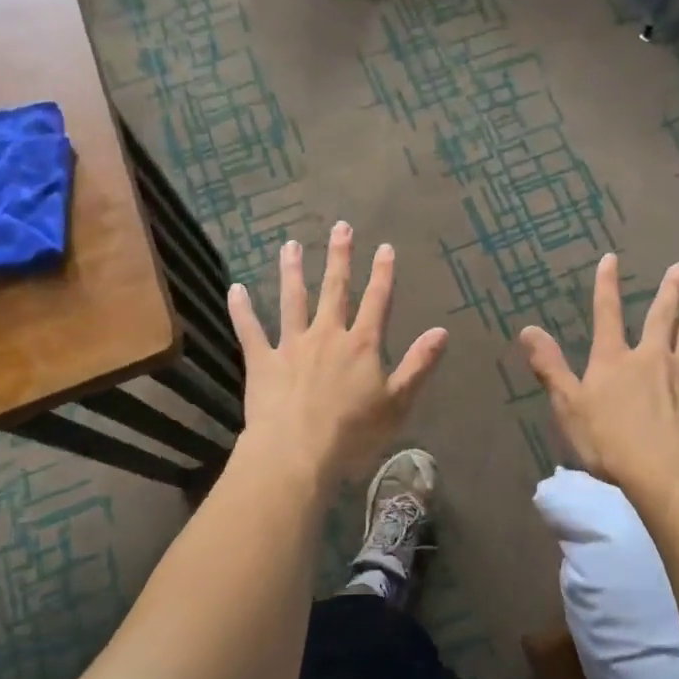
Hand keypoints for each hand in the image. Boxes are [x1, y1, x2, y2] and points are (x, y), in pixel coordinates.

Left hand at [228, 222, 447, 481]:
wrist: (297, 451)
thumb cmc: (353, 432)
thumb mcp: (397, 402)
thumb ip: (418, 364)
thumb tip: (442, 332)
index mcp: (361, 345)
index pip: (377, 301)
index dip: (383, 274)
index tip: (385, 247)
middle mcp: (327, 335)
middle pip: (335, 289)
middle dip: (339, 257)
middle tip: (340, 227)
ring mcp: (291, 345)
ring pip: (292, 300)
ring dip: (292, 271)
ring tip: (290, 244)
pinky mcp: (262, 361)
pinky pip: (250, 330)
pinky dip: (242, 310)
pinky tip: (236, 289)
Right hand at [520, 254, 678, 489]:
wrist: (664, 468)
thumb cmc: (609, 440)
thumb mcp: (568, 405)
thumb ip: (550, 366)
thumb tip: (528, 329)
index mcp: (613, 360)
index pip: (607, 315)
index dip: (607, 286)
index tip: (611, 259)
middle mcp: (651, 357)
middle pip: (660, 318)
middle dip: (668, 291)